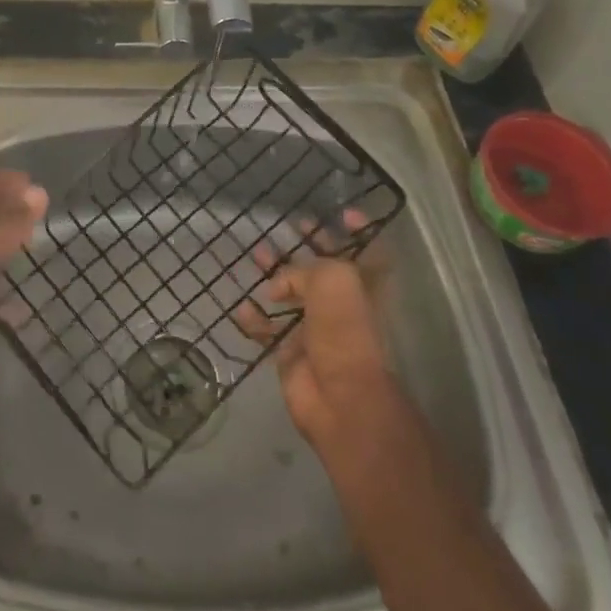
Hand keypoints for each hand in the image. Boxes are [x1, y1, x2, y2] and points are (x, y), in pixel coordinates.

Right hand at [235, 218, 408, 460]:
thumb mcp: (332, 279)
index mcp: (362, 286)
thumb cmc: (345, 329)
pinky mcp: (291, 352)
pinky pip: (268, 329)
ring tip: (255, 256)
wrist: (339, 397)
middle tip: (288, 228)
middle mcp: (341, 304)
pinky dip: (254, 319)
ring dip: (274, 275)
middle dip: (306, 248)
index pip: (367, 251)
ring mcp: (315, 329)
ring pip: (292, 295)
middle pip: (322, 269)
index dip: (358, 232)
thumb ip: (304, 269)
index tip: (340, 213)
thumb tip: (278, 286)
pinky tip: (243, 308)